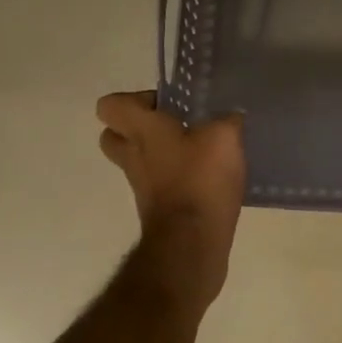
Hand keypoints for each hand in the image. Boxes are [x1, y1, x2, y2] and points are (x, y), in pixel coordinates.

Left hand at [97, 91, 245, 290]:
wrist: (192, 243)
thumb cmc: (201, 179)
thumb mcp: (224, 137)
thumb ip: (226, 120)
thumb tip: (231, 118)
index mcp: (142, 131)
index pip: (110, 106)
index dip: (134, 99)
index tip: (168, 104)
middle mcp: (134, 156)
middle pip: (115, 135)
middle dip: (140, 126)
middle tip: (175, 124)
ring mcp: (143, 185)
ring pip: (140, 160)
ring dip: (163, 153)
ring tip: (201, 150)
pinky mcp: (158, 208)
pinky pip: (161, 183)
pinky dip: (178, 177)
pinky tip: (209, 176)